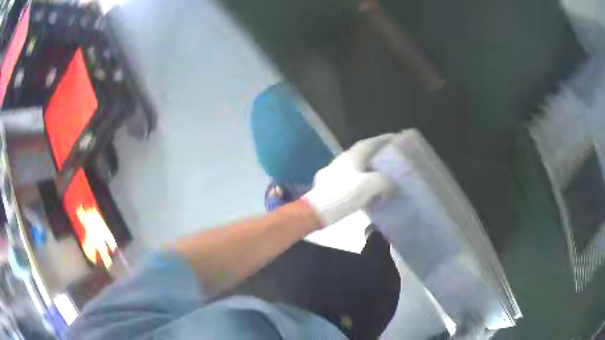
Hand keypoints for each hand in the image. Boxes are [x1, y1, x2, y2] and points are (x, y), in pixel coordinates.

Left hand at [302, 134, 393, 226]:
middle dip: (375, 156)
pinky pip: (349, 182)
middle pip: (362, 155)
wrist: (317, 211)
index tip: (394, 138)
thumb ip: (384, 180)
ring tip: (380, 177)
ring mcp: (332, 174)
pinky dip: (360, 185)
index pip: (369, 143)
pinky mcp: (329, 188)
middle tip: (390, 160)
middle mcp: (341, 161)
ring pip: (355, 169)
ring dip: (367, 172)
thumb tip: (389, 182)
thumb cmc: (345, 194)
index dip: (382, 140)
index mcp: (351, 156)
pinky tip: (365, 193)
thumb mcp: (370, 185)